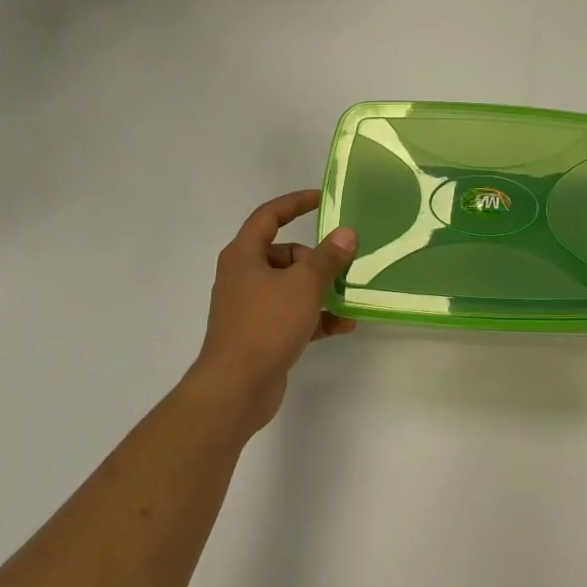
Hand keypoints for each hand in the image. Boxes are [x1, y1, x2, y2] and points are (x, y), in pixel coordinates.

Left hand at [188, 189, 358, 434]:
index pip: (269, 216)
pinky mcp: (261, 334)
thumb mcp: (304, 285)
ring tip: (349, 297)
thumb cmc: (267, 324)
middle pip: (285, 254)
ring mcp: (250, 307)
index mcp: (244, 255)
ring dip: (321, 290)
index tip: (323, 200)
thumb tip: (346, 234)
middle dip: (316, 259)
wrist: (237, 386)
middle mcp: (243, 276)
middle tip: (343, 265)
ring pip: (291, 287)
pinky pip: (293, 315)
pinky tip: (344, 325)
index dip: (295, 203)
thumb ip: (327, 257)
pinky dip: (316, 317)